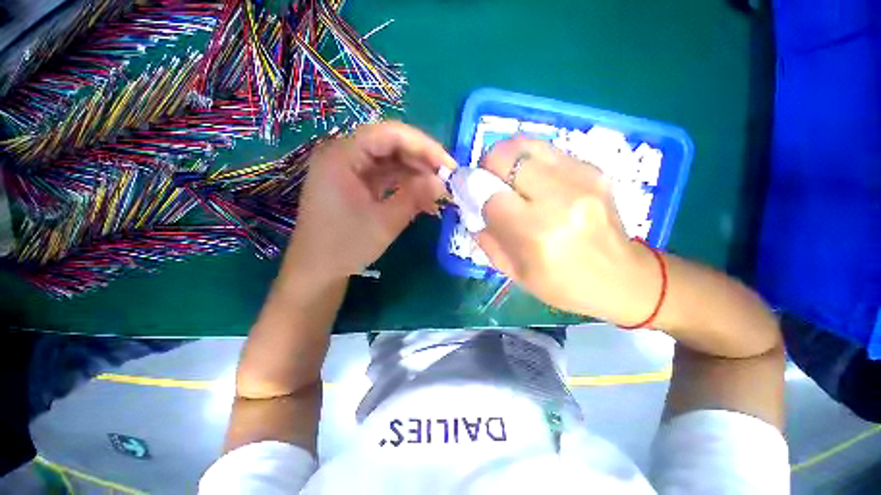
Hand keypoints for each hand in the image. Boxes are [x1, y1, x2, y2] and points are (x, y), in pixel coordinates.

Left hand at [281, 122, 454, 285]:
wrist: (318, 271)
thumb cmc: (345, 247)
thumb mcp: (384, 223)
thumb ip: (414, 197)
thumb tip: (442, 182)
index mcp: (342, 156)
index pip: (389, 134)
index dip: (423, 146)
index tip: (448, 166)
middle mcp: (343, 154)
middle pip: (390, 144)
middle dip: (422, 160)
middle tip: (447, 179)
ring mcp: (349, 169)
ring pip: (390, 161)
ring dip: (416, 174)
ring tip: (439, 190)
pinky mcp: (355, 184)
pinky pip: (385, 176)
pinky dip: (405, 185)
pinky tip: (423, 198)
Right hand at [477, 137, 657, 325]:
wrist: (624, 278)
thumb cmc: (565, 285)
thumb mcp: (516, 273)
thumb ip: (487, 239)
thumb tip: (471, 209)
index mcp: (538, 234)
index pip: (491, 197)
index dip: (473, 192)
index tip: (468, 194)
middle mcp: (559, 199)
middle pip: (505, 158)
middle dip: (486, 166)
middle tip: (487, 181)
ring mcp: (581, 179)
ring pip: (525, 145)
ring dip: (506, 157)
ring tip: (507, 177)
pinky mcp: (593, 169)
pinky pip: (547, 151)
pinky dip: (529, 160)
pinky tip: (533, 180)